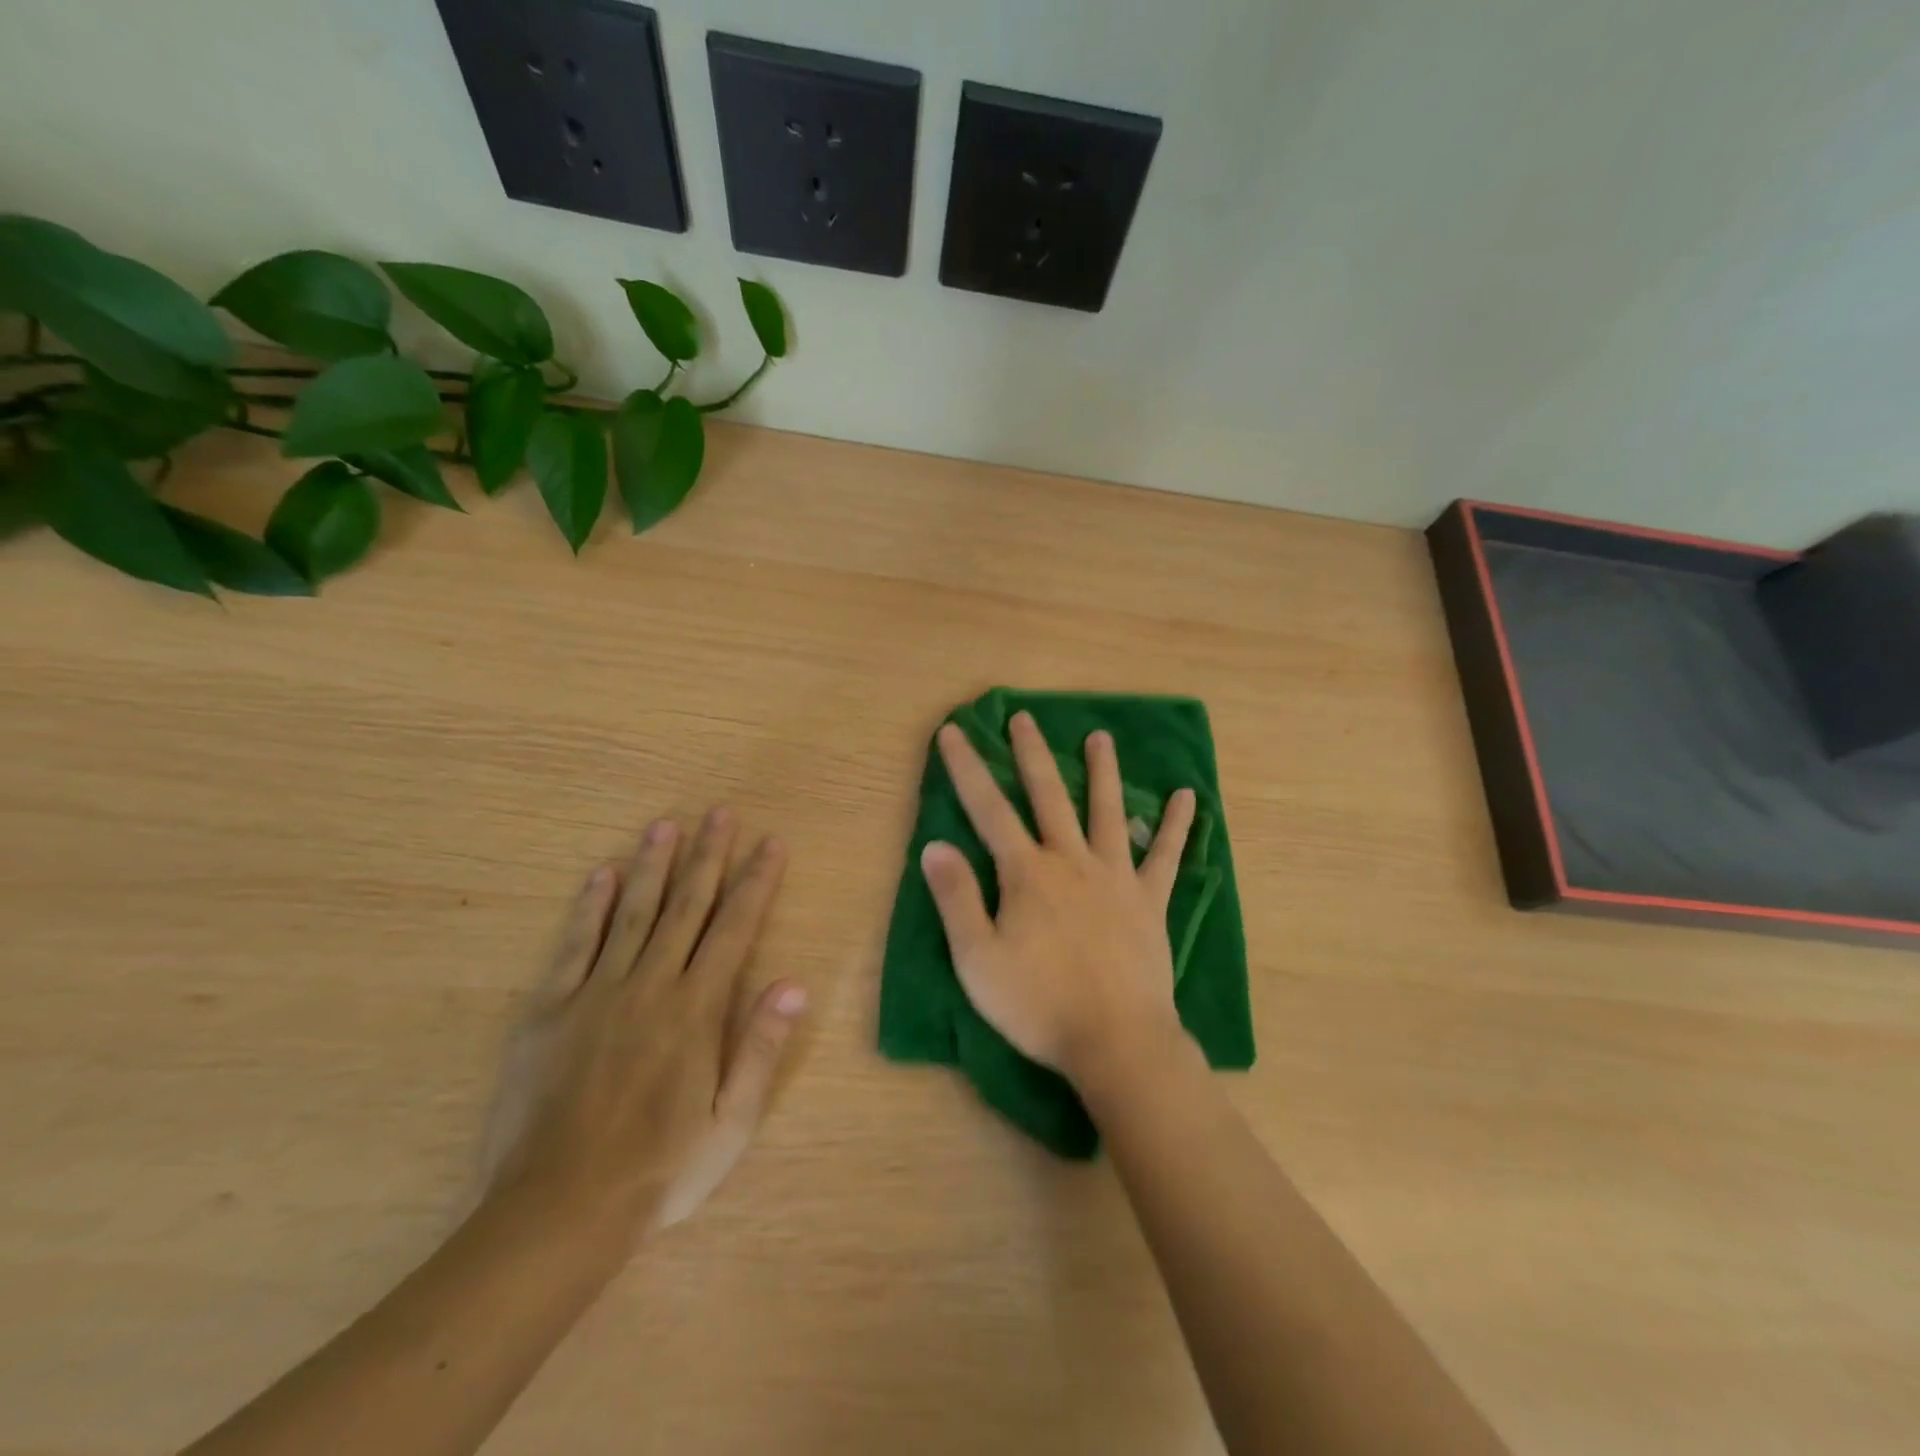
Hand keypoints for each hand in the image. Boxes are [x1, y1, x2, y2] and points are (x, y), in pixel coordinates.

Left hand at [479, 809, 806, 1247]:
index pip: (735, 928)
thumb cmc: (660, 1170)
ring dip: (654, 865)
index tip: (770, 842)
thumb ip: (760, 1047)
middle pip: (687, 906)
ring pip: (633, 913)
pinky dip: (590, 906)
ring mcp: (596, 992)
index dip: (756, 881)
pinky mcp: (550, 1009)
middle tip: (721, 812)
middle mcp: (651, 985)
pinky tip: (602, 874)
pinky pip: (574, 945)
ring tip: (667, 825)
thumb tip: (794, 983)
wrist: (557, 1213)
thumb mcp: (730, 1122)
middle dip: (709, 855)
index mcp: (696, 1009)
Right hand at [919, 712, 1195, 1090]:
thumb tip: (935, 845)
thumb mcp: (978, 960)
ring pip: (1107, 812)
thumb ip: (956, 899)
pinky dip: (1176, 826)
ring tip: (1100, 737)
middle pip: (1049, 796)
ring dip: (1102, 772)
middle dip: (1031, 754)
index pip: (988, 809)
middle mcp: (1071, 861)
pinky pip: (1166, 856)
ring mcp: (1116, 877)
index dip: (967, 768)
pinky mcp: (1149, 901)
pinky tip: (1188, 798)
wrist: (1116, 1042)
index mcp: (1027, 873)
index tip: (954, 731)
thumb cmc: (1039, 1005)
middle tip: (1024, 718)